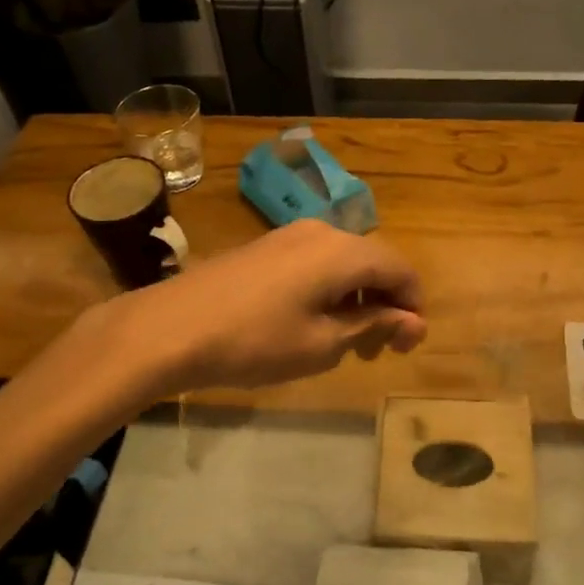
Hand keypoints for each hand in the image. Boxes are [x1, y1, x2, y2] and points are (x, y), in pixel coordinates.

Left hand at [76, 220, 426, 396]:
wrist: (170, 328)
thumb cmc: (255, 341)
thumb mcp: (322, 343)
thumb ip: (372, 325)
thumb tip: (411, 320)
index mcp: (342, 251)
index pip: (400, 268)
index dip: (412, 306)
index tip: (406, 345)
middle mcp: (321, 232)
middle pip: (372, 263)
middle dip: (384, 305)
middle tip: (377, 352)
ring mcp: (288, 237)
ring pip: (342, 264)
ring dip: (356, 301)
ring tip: (346, 345)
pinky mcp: (265, 248)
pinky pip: (314, 263)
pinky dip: (328, 292)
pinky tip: (311, 324)